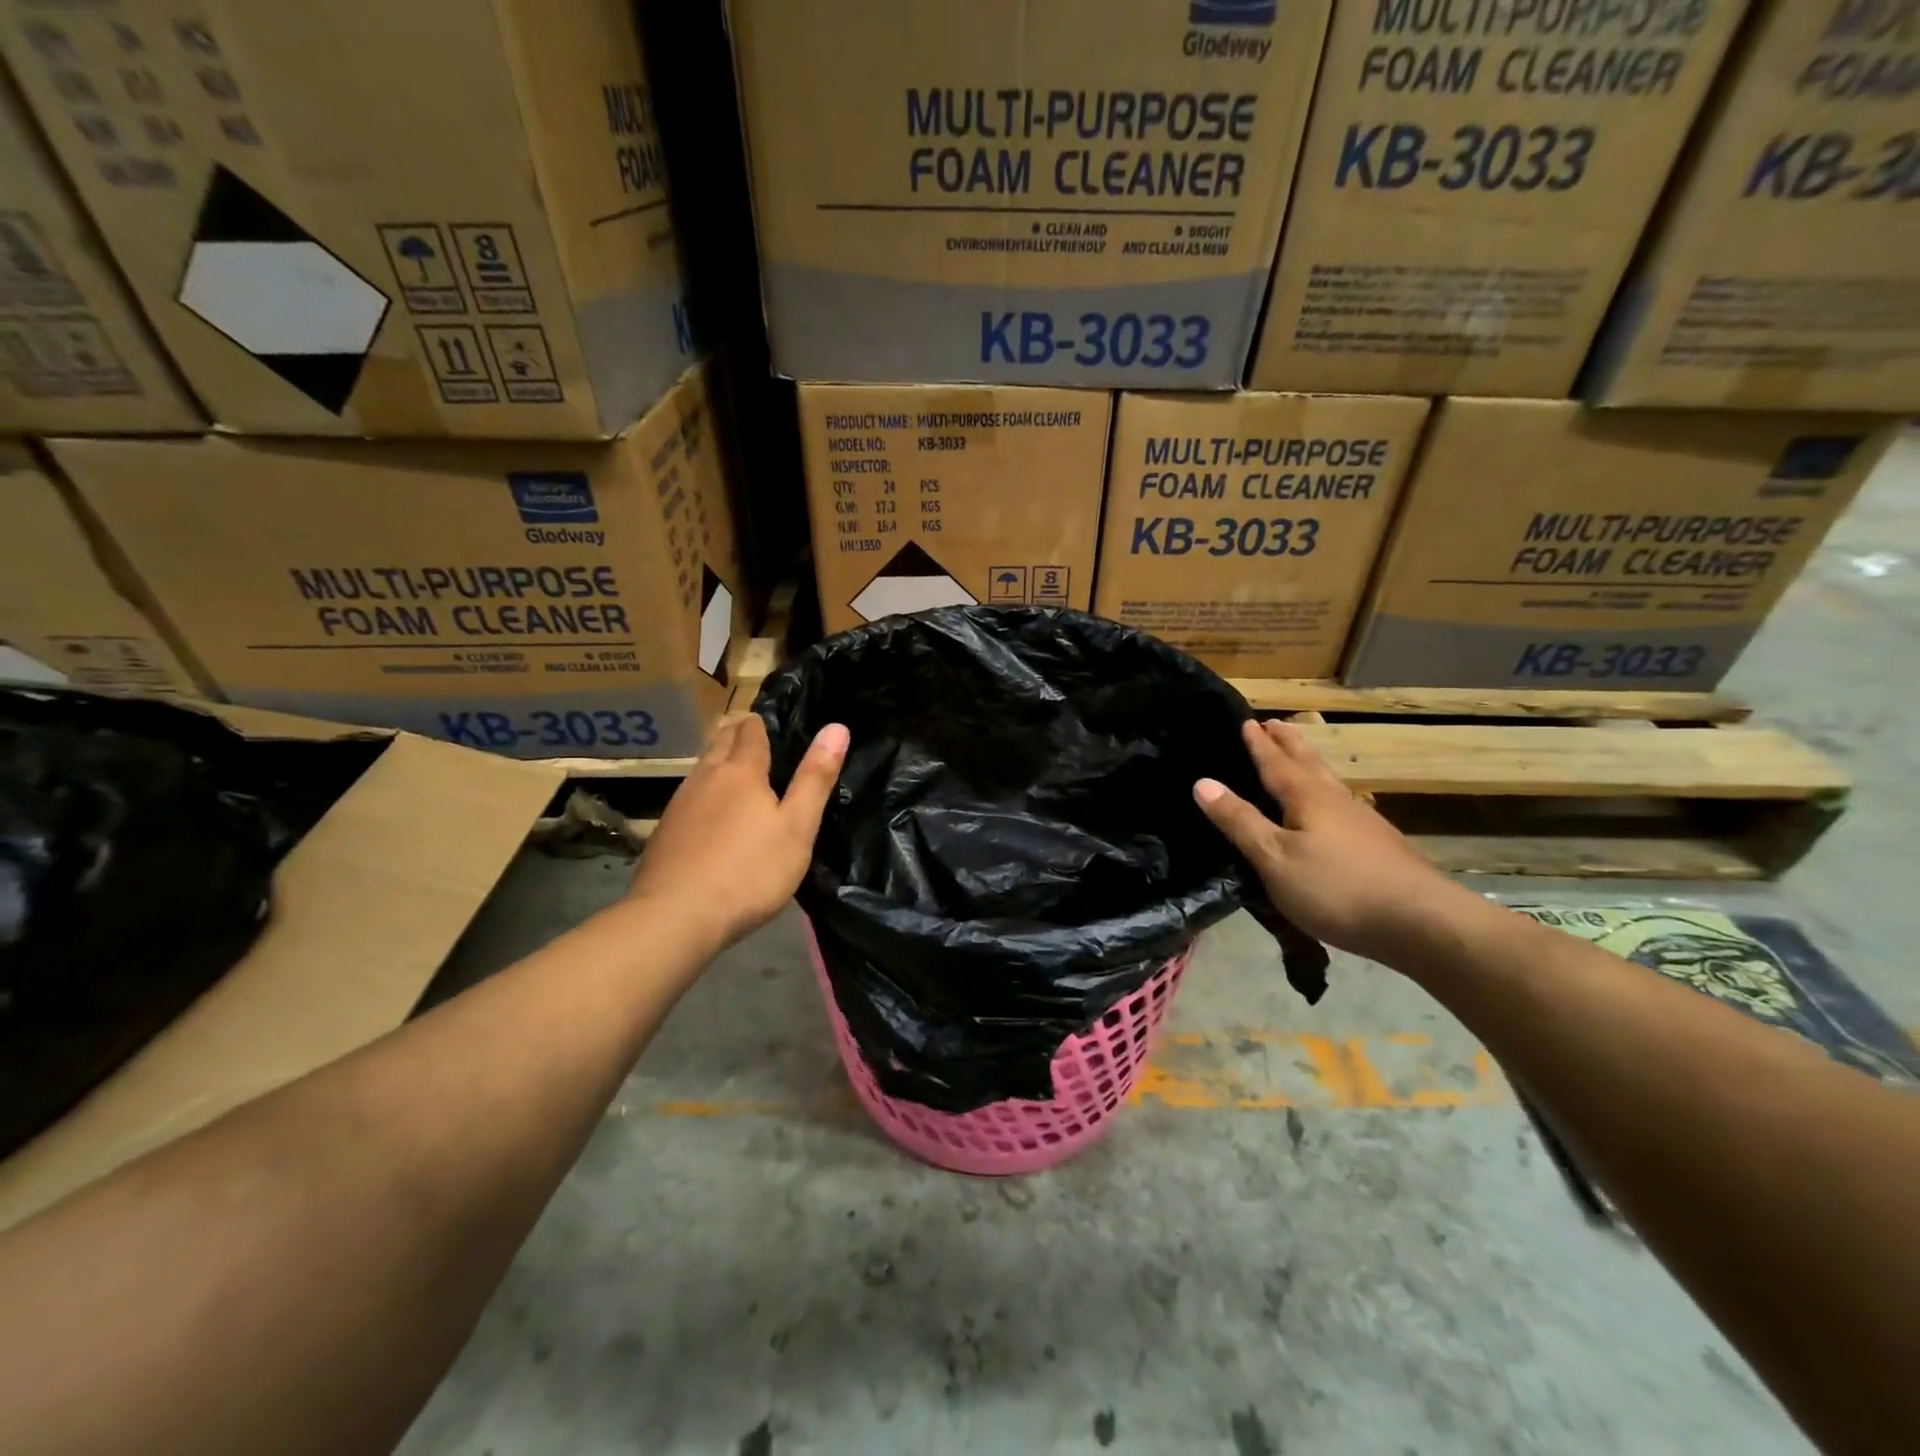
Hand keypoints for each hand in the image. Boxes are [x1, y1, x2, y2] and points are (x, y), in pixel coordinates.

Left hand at [628, 715, 847, 950]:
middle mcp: (706, 777)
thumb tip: (837, 727)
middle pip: (720, 741)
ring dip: (718, 761)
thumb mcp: (797, 827)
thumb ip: (815, 778)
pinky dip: (705, 792)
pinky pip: (689, 796)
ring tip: (737, 770)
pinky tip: (711, 813)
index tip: (773, 723)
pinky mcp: (664, 831)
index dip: (762, 723)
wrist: (675, 917)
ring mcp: (680, 804)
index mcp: (741, 772)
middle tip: (757, 737)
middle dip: (737, 733)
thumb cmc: (749, 871)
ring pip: (702, 768)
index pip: (751, 731)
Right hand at [1195, 719, 1468, 962]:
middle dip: (1288, 743)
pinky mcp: (1379, 844)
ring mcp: (1362, 821)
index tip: (1245, 721)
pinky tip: (1332, 806)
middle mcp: (1336, 800)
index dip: (1258, 744)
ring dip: (1310, 762)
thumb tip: (1203, 782)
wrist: (1421, 923)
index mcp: (1307, 797)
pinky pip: (1342, 802)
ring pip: (1329, 780)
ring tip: (1299, 754)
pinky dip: (1326, 791)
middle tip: (1274, 723)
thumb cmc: (1336, 888)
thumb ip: (1240, 821)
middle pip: (1308, 762)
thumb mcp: (1274, 858)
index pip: (1275, 762)